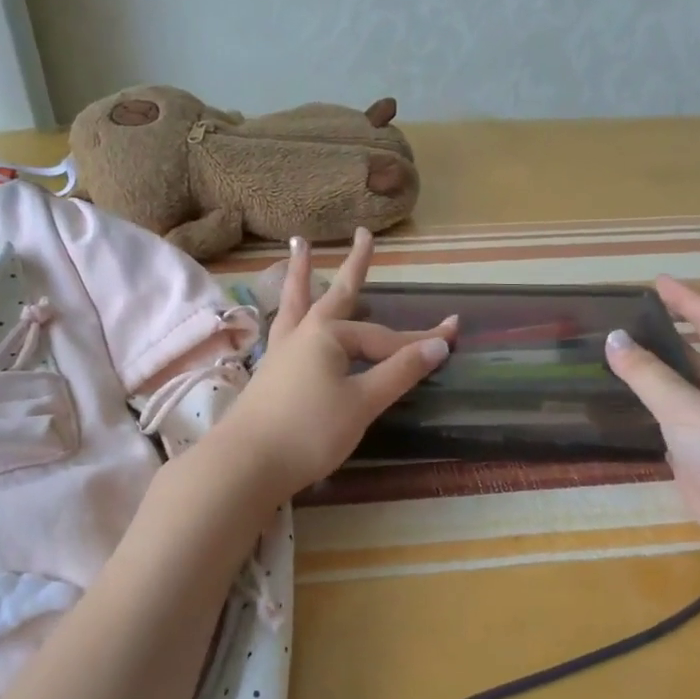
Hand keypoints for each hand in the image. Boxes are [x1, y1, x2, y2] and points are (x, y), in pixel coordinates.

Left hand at [209, 229, 456, 499]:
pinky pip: (285, 328)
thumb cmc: (309, 432)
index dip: (419, 341)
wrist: (246, 464)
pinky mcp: (270, 372)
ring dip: (303, 274)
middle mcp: (304, 334)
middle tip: (364, 234)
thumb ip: (399, 372)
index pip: (385, 338)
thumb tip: (439, 344)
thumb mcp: (362, 403)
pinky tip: (290, 316)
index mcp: (329, 336)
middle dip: (356, 266)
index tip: (454, 335)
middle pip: (337, 295)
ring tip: (300, 246)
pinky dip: (290, 311)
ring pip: (298, 303)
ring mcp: (282, 351)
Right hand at [605, 277, 699, 565]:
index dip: (690, 300)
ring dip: (658, 369)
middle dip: (672, 331)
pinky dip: (651, 406)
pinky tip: (628, 408)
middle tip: (632, 317)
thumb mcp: (686, 408)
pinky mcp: (699, 457)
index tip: (659, 282)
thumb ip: (648, 375)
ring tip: (620, 355)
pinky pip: (671, 420)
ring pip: (683, 388)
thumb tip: (612, 337)